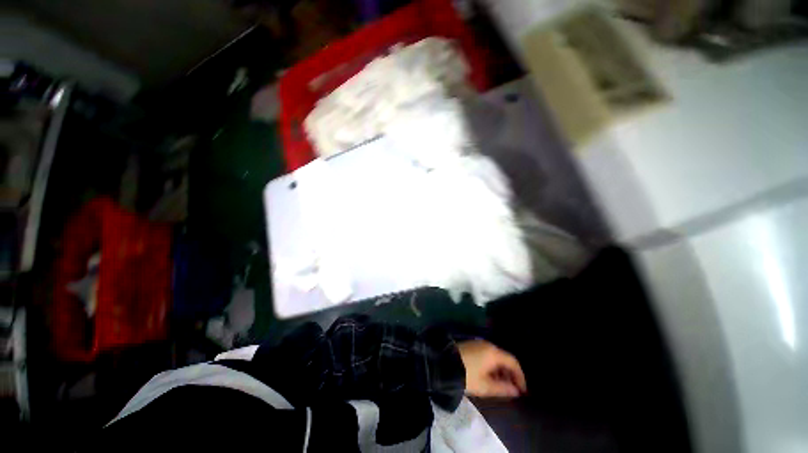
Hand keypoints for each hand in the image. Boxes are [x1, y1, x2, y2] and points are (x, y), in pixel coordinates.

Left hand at [458, 340, 526, 397]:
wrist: (444, 364)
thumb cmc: (467, 376)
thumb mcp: (485, 386)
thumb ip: (503, 388)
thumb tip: (516, 391)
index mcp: (493, 353)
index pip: (513, 362)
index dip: (520, 377)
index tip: (522, 391)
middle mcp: (488, 345)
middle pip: (504, 358)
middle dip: (510, 374)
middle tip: (512, 389)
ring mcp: (478, 343)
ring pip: (495, 356)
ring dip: (500, 370)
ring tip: (500, 385)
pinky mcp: (471, 345)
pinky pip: (487, 354)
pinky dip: (492, 365)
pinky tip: (489, 376)